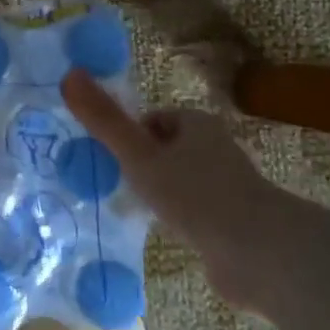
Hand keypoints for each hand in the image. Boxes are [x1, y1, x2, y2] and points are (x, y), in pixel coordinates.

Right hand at [61, 68, 305, 313]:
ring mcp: (227, 186)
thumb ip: (104, 120)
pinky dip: (177, 219)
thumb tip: (69, 74)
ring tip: (137, 212)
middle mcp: (215, 148)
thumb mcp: (140, 156)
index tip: (112, 160)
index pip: (153, 119)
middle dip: (142, 166)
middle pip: (165, 149)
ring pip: (179, 181)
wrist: (259, 254)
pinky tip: (165, 234)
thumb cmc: (196, 195)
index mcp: (197, 124)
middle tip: (119, 187)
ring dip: (158, 194)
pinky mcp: (232, 221)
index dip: (129, 136)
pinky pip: (193, 212)